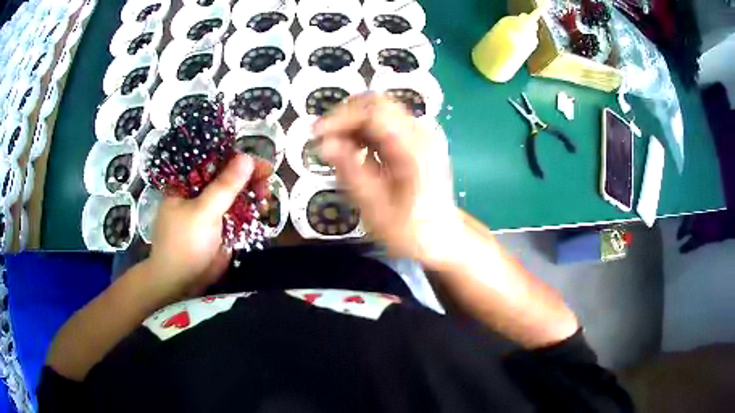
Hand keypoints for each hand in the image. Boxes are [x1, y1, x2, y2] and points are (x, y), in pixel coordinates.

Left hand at [147, 154, 271, 297]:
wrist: (181, 282)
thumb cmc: (184, 243)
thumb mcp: (204, 211)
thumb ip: (225, 185)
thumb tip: (247, 158)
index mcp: (187, 182)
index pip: (213, 161)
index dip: (236, 158)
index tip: (259, 161)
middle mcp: (199, 192)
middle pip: (226, 176)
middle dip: (248, 176)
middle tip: (268, 178)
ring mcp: (210, 210)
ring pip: (234, 194)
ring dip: (252, 193)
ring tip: (266, 197)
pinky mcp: (220, 227)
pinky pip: (238, 212)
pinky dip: (251, 210)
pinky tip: (263, 209)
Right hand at [315, 94, 461, 266]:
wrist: (442, 239)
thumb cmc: (410, 231)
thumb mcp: (375, 207)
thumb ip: (350, 172)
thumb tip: (324, 144)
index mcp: (414, 148)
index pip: (372, 111)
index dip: (340, 118)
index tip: (316, 135)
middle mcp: (422, 133)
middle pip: (377, 103)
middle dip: (345, 117)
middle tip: (325, 139)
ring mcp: (424, 134)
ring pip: (381, 110)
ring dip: (355, 123)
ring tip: (337, 149)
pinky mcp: (420, 140)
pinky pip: (388, 122)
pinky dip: (367, 131)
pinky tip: (357, 152)